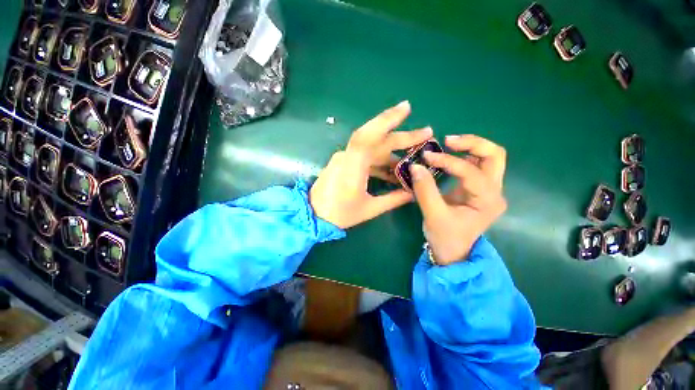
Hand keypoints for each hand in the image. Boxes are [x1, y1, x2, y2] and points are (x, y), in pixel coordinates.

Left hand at [310, 101, 432, 228]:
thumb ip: (393, 199)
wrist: (314, 215)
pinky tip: (394, 169)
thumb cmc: (340, 214)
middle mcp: (348, 156)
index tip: (407, 108)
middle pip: (376, 140)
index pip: (370, 136)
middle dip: (402, 136)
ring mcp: (345, 158)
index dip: (388, 119)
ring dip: (393, 151)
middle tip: (425, 132)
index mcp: (353, 165)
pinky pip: (366, 157)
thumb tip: (413, 192)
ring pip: (373, 149)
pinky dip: (381, 161)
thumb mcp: (369, 209)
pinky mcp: (344, 163)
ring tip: (414, 154)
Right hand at [410, 135, 507, 264]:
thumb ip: (425, 190)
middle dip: (472, 143)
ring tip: (448, 144)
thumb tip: (415, 165)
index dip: (447, 161)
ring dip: (470, 147)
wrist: (452, 252)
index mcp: (487, 201)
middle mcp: (494, 192)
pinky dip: (464, 156)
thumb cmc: (445, 237)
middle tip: (448, 141)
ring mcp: (488, 190)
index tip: (425, 157)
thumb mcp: (433, 215)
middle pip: (495, 156)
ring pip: (489, 158)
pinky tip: (449, 156)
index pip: (470, 171)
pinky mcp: (478, 189)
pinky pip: (477, 165)